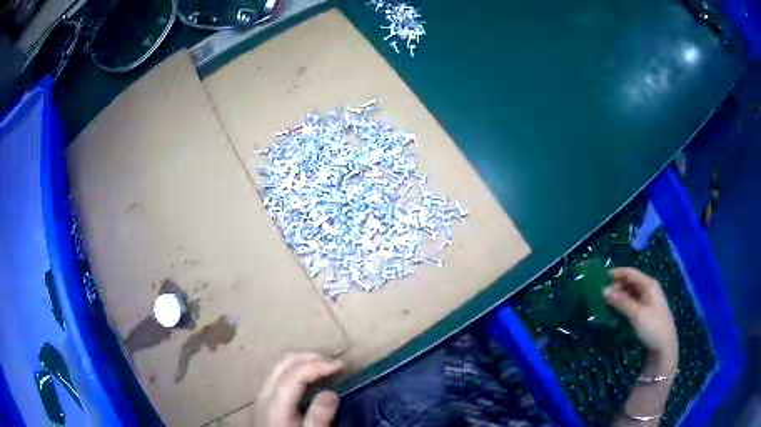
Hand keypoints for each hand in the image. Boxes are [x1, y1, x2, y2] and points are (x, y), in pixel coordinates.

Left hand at [256, 352, 343, 426]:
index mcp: (275, 403)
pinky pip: (278, 373)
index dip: (319, 364)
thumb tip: (332, 393)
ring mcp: (261, 394)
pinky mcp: (263, 398)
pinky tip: (309, 379)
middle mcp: (265, 393)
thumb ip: (319, 417)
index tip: (342, 366)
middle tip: (335, 363)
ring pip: (279, 364)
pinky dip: (295, 368)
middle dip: (311, 356)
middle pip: (284, 361)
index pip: (295, 373)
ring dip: (303, 360)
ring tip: (325, 367)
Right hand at [604, 268, 677, 368]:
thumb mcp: (636, 314)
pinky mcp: (644, 314)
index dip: (615, 274)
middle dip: (615, 288)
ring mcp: (647, 302)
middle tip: (599, 297)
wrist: (663, 348)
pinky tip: (614, 317)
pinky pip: (630, 306)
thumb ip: (620, 302)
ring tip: (604, 307)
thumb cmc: (652, 327)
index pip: (630, 273)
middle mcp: (648, 290)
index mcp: (648, 285)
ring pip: (629, 295)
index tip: (599, 279)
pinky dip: (621, 309)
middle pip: (629, 283)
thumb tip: (603, 291)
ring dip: (617, 299)